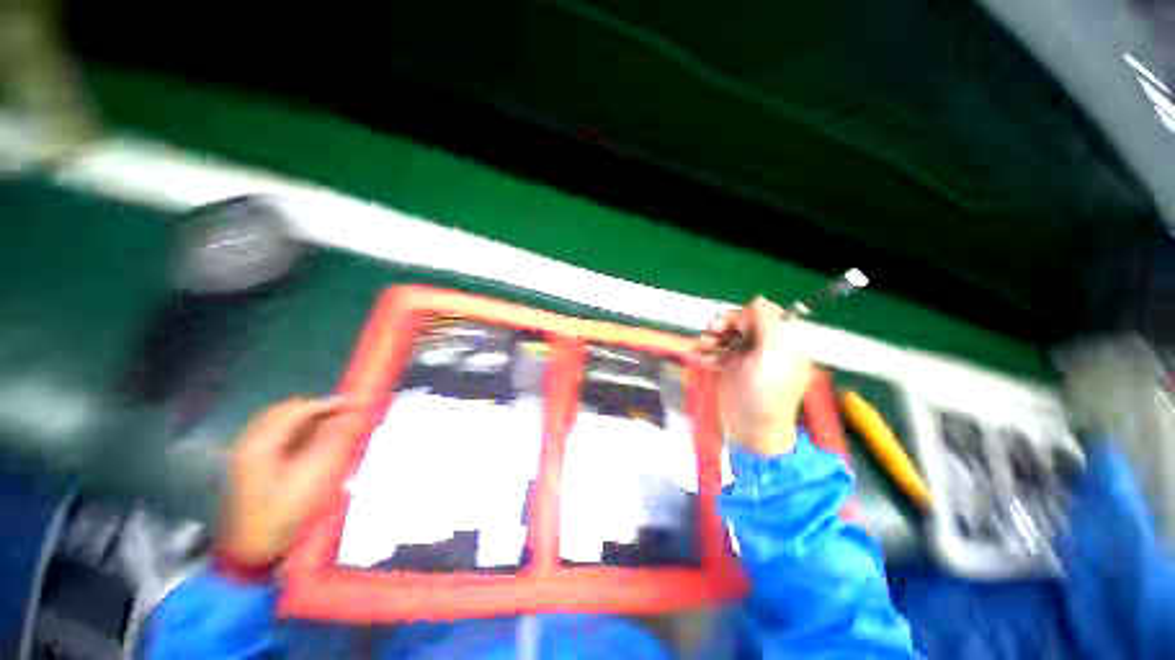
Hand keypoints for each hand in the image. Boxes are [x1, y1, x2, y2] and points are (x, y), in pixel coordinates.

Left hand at [218, 397, 351, 566]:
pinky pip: (276, 437)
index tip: (356, 405)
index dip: (330, 404)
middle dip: (318, 409)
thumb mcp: (315, 477)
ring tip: (334, 427)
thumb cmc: (284, 515)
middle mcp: (250, 444)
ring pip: (280, 423)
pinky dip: (298, 433)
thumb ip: (334, 441)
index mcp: (262, 444)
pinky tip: (314, 444)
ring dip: (308, 421)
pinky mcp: (250, 467)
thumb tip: (352, 416)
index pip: (299, 410)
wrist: (252, 553)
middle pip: (285, 411)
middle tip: (345, 415)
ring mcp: (246, 456)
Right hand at [698, 297, 812, 455]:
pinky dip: (708, 351)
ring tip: (707, 349)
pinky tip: (706, 360)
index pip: (763, 313)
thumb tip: (759, 298)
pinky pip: (715, 349)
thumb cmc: (767, 392)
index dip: (746, 315)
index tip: (736, 327)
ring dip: (712, 337)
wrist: (751, 429)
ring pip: (725, 333)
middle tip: (714, 332)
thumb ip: (768, 321)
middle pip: (740, 320)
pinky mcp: (728, 368)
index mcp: (781, 340)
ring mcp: (744, 357)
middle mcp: (763, 345)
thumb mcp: (774, 353)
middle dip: (725, 324)